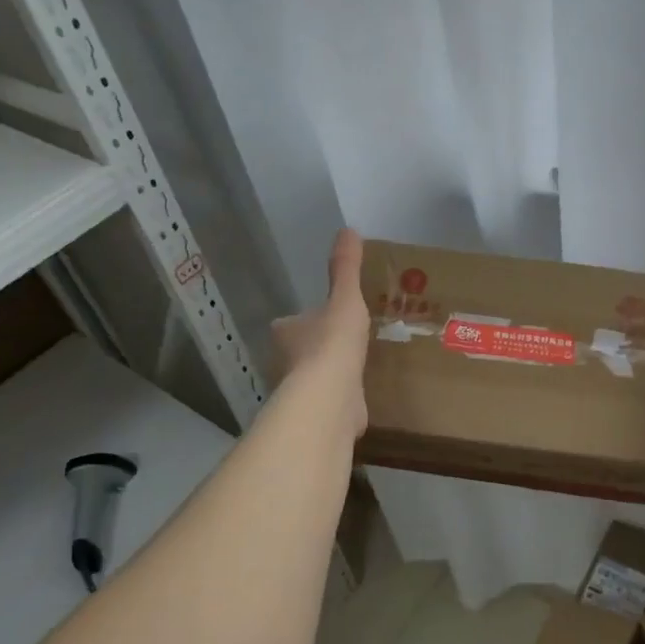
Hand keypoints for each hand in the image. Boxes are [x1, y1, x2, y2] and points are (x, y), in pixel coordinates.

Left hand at [271, 228, 370, 436]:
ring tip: (356, 365)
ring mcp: (301, 391)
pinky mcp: (318, 414)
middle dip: (317, 348)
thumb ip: (346, 268)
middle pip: (300, 351)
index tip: (326, 318)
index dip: (305, 320)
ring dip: (330, 374)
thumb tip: (348, 229)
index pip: (290, 323)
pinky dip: (342, 397)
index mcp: (285, 331)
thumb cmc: (333, 342)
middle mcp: (284, 362)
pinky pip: (331, 401)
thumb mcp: (345, 298)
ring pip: (314, 378)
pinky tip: (360, 394)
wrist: (331, 396)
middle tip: (344, 341)